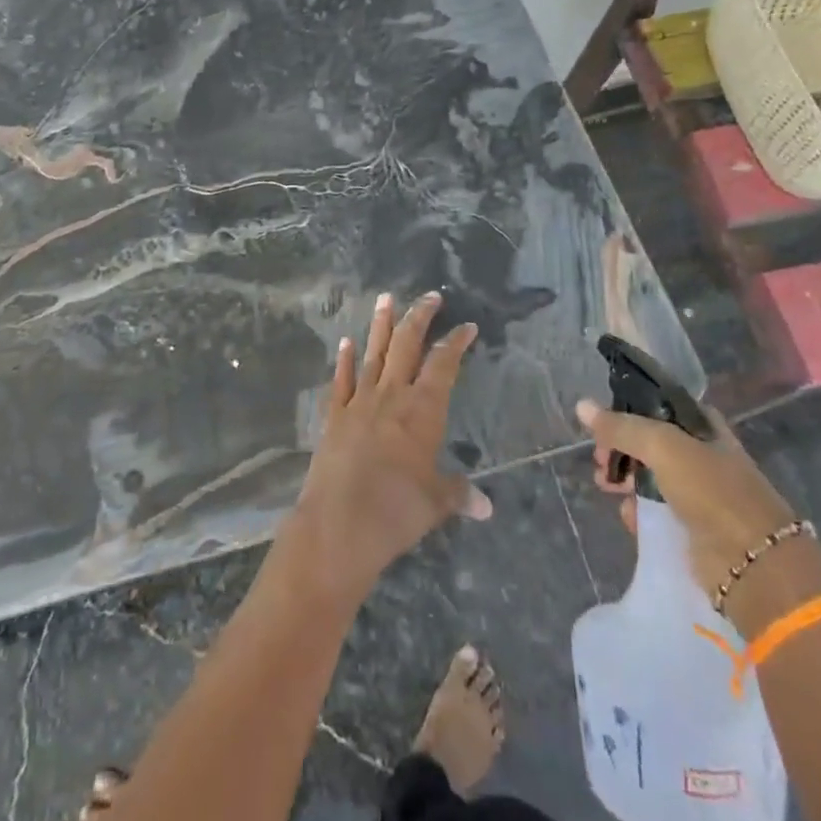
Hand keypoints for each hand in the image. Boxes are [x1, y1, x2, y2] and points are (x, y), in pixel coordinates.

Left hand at [283, 292, 490, 607]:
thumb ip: (458, 494)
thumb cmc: (396, 511)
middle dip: (420, 317)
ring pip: (373, 353)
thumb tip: (486, 506)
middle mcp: (391, 395)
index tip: (467, 325)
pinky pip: (341, 380)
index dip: (456, 342)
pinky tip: (346, 342)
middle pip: (407, 345)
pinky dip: (345, 360)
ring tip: (386, 297)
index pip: (444, 364)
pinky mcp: (334, 415)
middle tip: (430, 295)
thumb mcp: (435, 503)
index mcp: (422, 409)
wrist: (338, 524)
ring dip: (381, 324)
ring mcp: (359, 401)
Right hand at [576, 396, 799, 613]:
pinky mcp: (693, 529)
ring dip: (625, 480)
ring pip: (651, 478)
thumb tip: (581, 406)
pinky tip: (628, 515)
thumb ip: (621, 427)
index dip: (632, 409)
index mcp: (705, 428)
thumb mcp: (662, 446)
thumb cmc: (712, 491)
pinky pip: (657, 512)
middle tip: (600, 458)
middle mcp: (703, 456)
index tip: (605, 419)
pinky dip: (639, 511)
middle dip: (621, 448)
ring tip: (605, 486)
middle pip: (651, 443)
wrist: (754, 565)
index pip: (662, 406)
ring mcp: (700, 494)